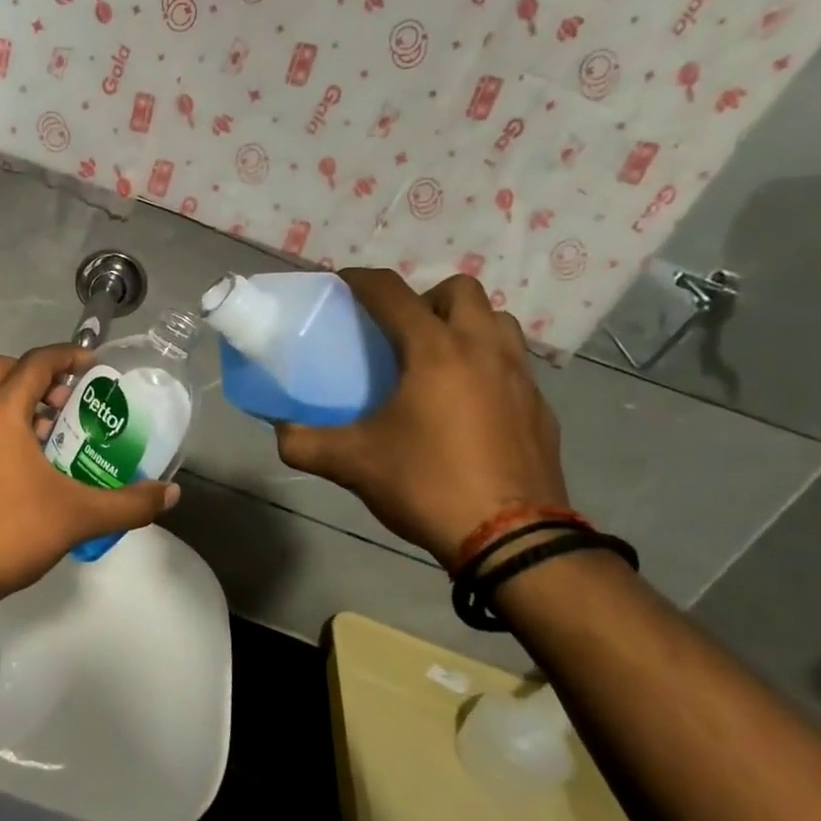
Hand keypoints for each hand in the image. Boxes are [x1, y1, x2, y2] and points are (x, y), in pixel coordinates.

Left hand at [0, 343, 181, 596]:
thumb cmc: (12, 530)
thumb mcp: (78, 517)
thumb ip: (128, 504)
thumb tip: (169, 494)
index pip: (35, 362)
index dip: (68, 356)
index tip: (94, 366)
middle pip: (3, 370)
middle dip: (38, 375)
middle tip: (68, 399)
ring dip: (19, 402)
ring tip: (52, 433)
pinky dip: (1, 425)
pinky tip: (26, 463)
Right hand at [274, 269, 567, 565]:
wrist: (512, 541)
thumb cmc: (427, 485)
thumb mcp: (352, 464)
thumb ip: (304, 443)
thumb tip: (279, 430)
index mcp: (435, 351)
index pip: (393, 293)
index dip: (361, 280)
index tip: (341, 283)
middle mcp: (483, 350)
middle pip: (459, 290)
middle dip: (425, 297)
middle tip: (398, 331)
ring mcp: (520, 377)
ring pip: (496, 321)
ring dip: (465, 325)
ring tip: (436, 359)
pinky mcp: (541, 408)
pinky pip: (513, 363)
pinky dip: (487, 364)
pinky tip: (466, 403)